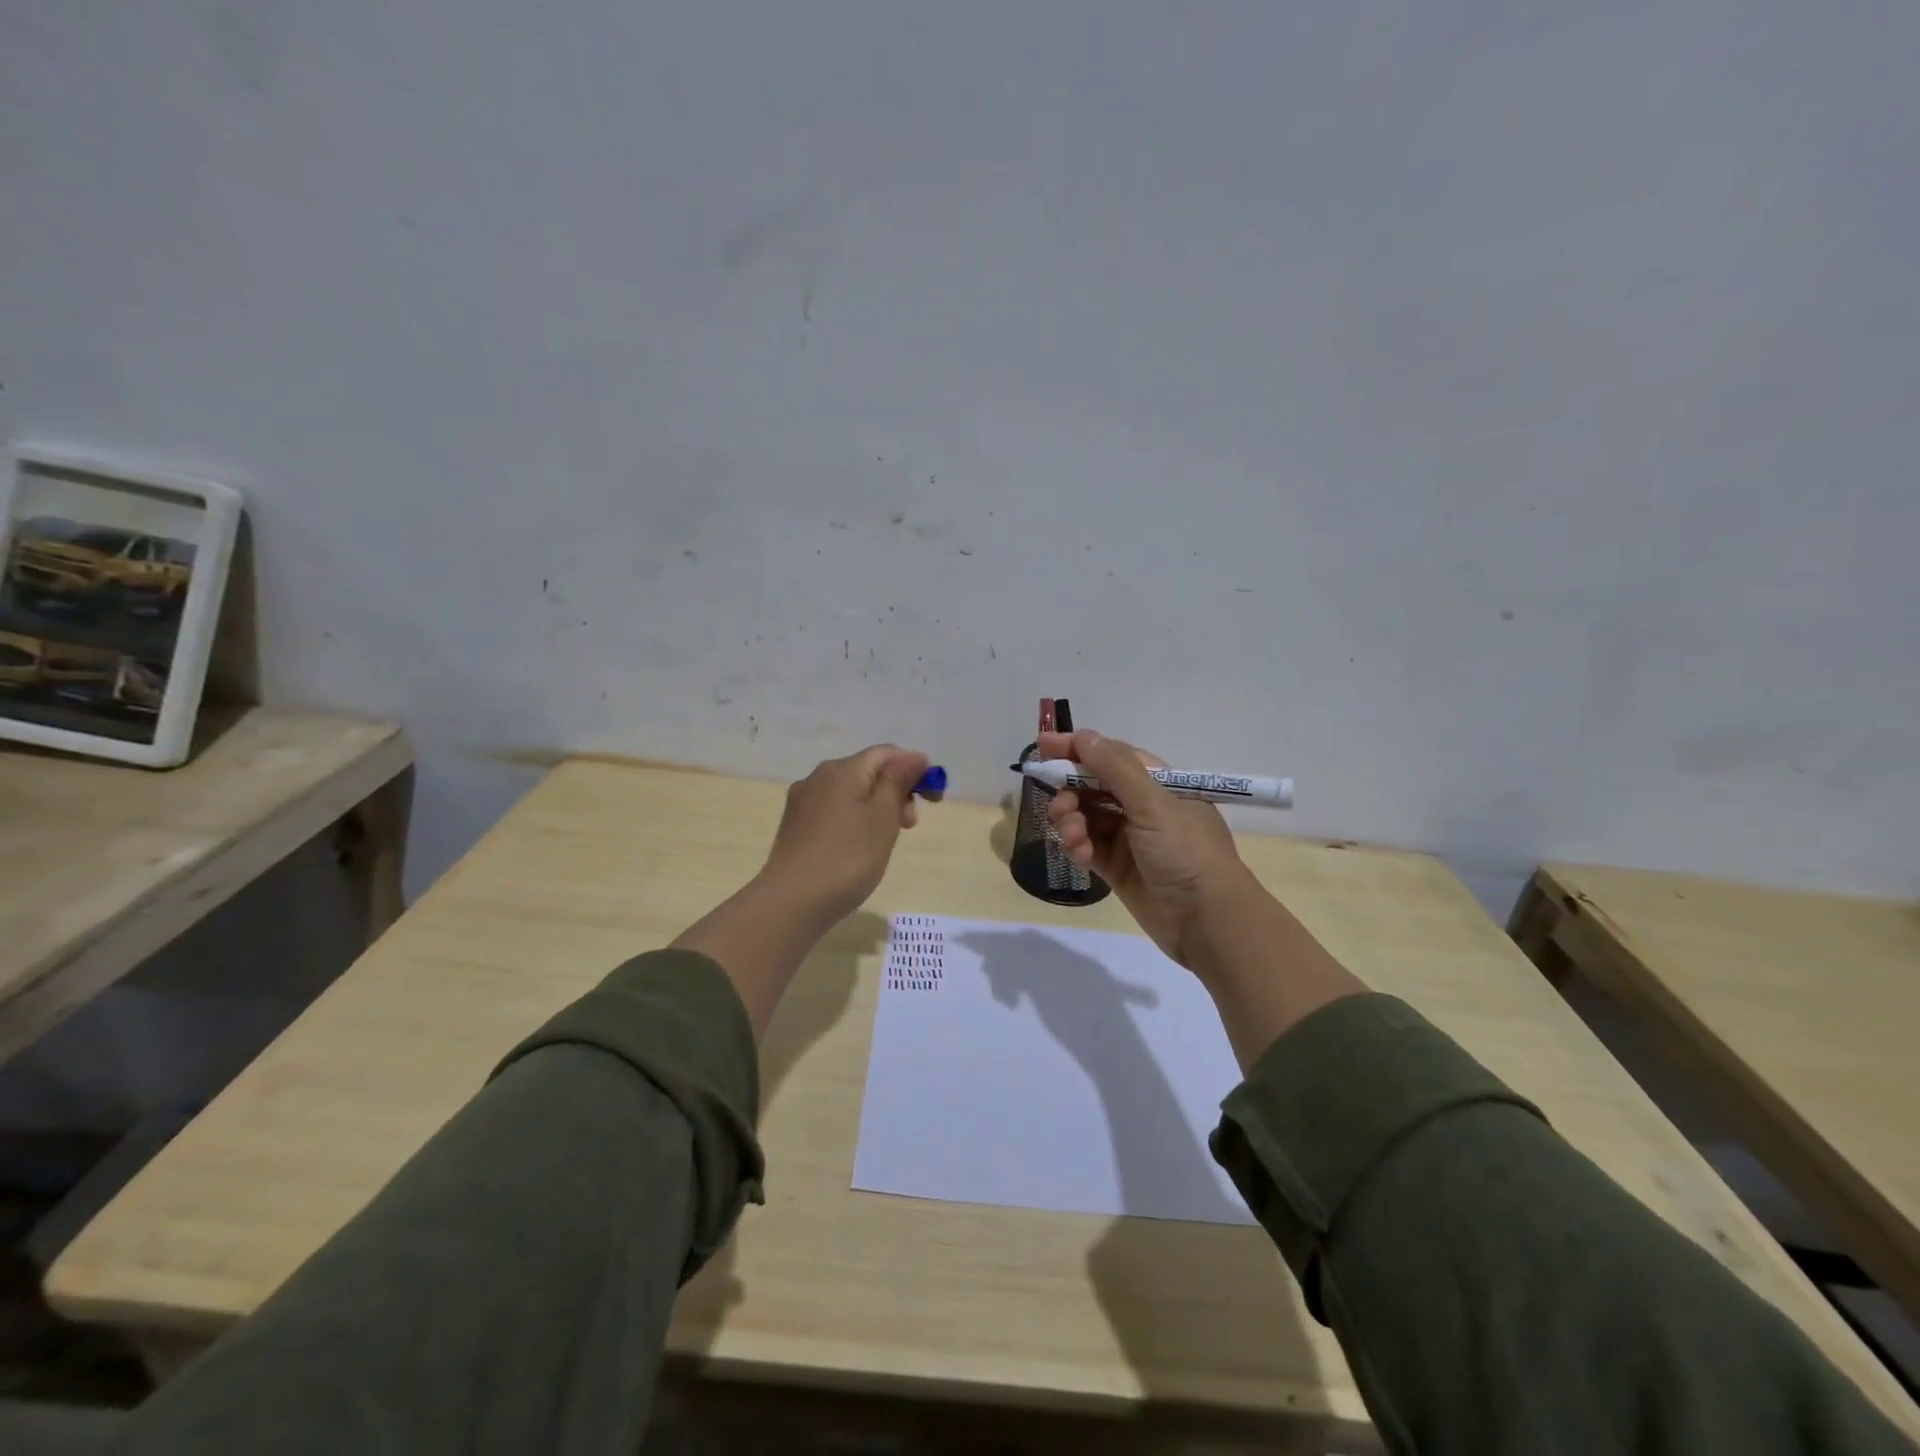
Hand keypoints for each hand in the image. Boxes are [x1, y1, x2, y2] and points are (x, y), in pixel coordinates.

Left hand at [677, 743, 933, 1037]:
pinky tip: (858, 847)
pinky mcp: (795, 826)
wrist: (792, 903)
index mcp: (842, 769)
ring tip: (885, 840)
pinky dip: (855, 820)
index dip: (915, 769)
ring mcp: (803, 802)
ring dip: (877, 808)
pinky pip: (834, 810)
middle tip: (909, 826)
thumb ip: (898, 781)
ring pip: (851, 792)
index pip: (887, 753)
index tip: (933, 799)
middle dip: (896, 791)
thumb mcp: (883, 817)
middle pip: (868, 771)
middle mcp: (818, 777)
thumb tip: (914, 756)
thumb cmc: (847, 857)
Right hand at [1041, 728, 1250, 969]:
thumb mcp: (1153, 803)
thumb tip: (1083, 735)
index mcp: (1159, 783)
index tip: (1044, 747)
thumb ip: (1115, 768)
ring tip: (1072, 836)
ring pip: (1087, 817)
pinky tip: (1081, 855)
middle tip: (1057, 805)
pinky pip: (1088, 847)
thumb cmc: (1186, 851)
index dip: (1078, 749)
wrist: (1208, 921)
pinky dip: (1079, 847)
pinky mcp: (1119, 868)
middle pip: (1094, 786)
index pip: (1112, 756)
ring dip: (1071, 821)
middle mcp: (1143, 806)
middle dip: (1070, 791)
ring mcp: (1130, 839)